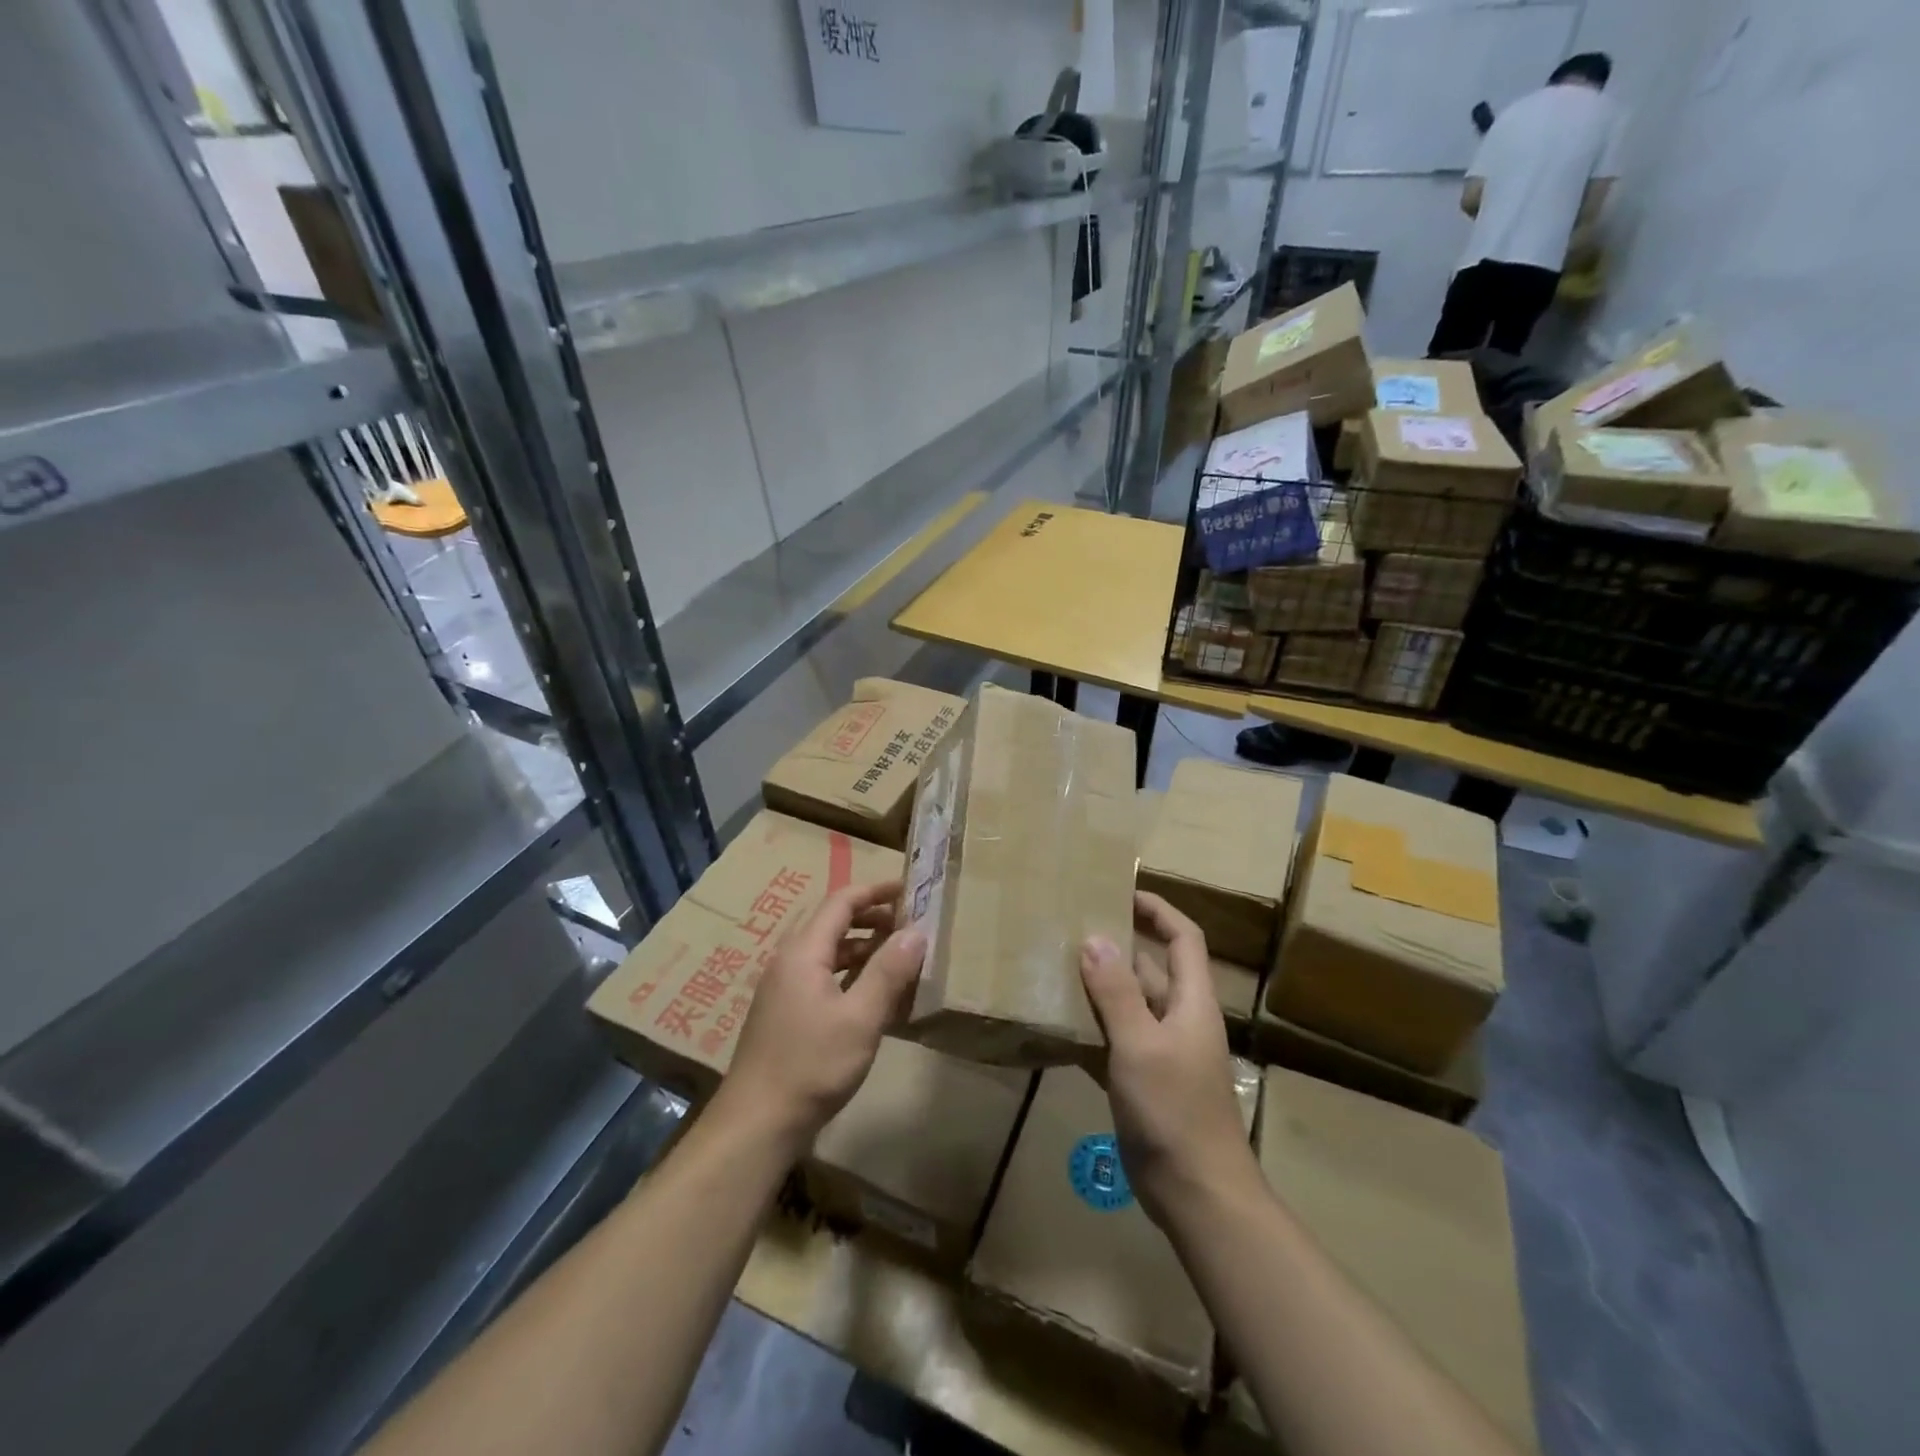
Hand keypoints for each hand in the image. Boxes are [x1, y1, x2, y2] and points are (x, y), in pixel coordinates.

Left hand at [722, 880, 925, 1153]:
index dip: (876, 891)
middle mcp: (789, 960)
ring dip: (862, 946)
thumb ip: (888, 971)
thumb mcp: (861, 1018)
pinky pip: (821, 975)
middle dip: (872, 917)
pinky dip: (849, 972)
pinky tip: (871, 992)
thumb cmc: (812, 1065)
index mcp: (803, 951)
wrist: (757, 1123)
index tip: (909, 890)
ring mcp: (783, 987)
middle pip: (832, 922)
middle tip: (909, 924)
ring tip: (898, 955)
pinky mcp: (785, 1012)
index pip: (841, 902)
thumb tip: (916, 931)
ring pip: (827, 951)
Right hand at [1079, 892, 1259, 1226]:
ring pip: (1127, 1006)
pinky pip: (1113, 1041)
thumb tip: (1095, 939)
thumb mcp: (1141, 1045)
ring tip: (1053, 967)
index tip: (1121, 892)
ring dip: (1097, 989)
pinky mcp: (1142, 1081)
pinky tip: (1056, 1024)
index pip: (1183, 938)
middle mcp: (1178, 1019)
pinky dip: (1089, 1030)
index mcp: (1191, 1001)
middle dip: (1115, 947)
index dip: (1158, 910)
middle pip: (1150, 969)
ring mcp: (1159, 1052)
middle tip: (1069, 928)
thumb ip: (1116, 992)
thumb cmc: (1174, 1110)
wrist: (1196, 1194)